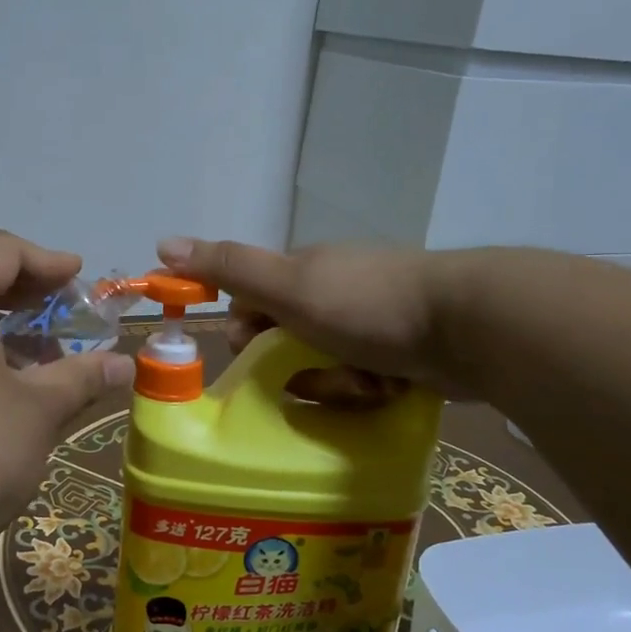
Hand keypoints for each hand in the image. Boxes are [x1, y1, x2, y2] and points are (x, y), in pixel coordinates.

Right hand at [157, 236, 481, 397]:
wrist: (467, 325)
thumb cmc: (365, 303)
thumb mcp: (287, 286)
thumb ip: (228, 268)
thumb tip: (163, 243)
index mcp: (304, 271)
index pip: (252, 305)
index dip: (246, 334)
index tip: (252, 358)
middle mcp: (334, 292)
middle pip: (288, 341)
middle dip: (296, 367)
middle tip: (317, 377)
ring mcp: (371, 322)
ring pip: (326, 366)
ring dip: (334, 382)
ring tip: (363, 383)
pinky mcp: (402, 351)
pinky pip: (363, 379)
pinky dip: (368, 388)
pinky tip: (387, 389)